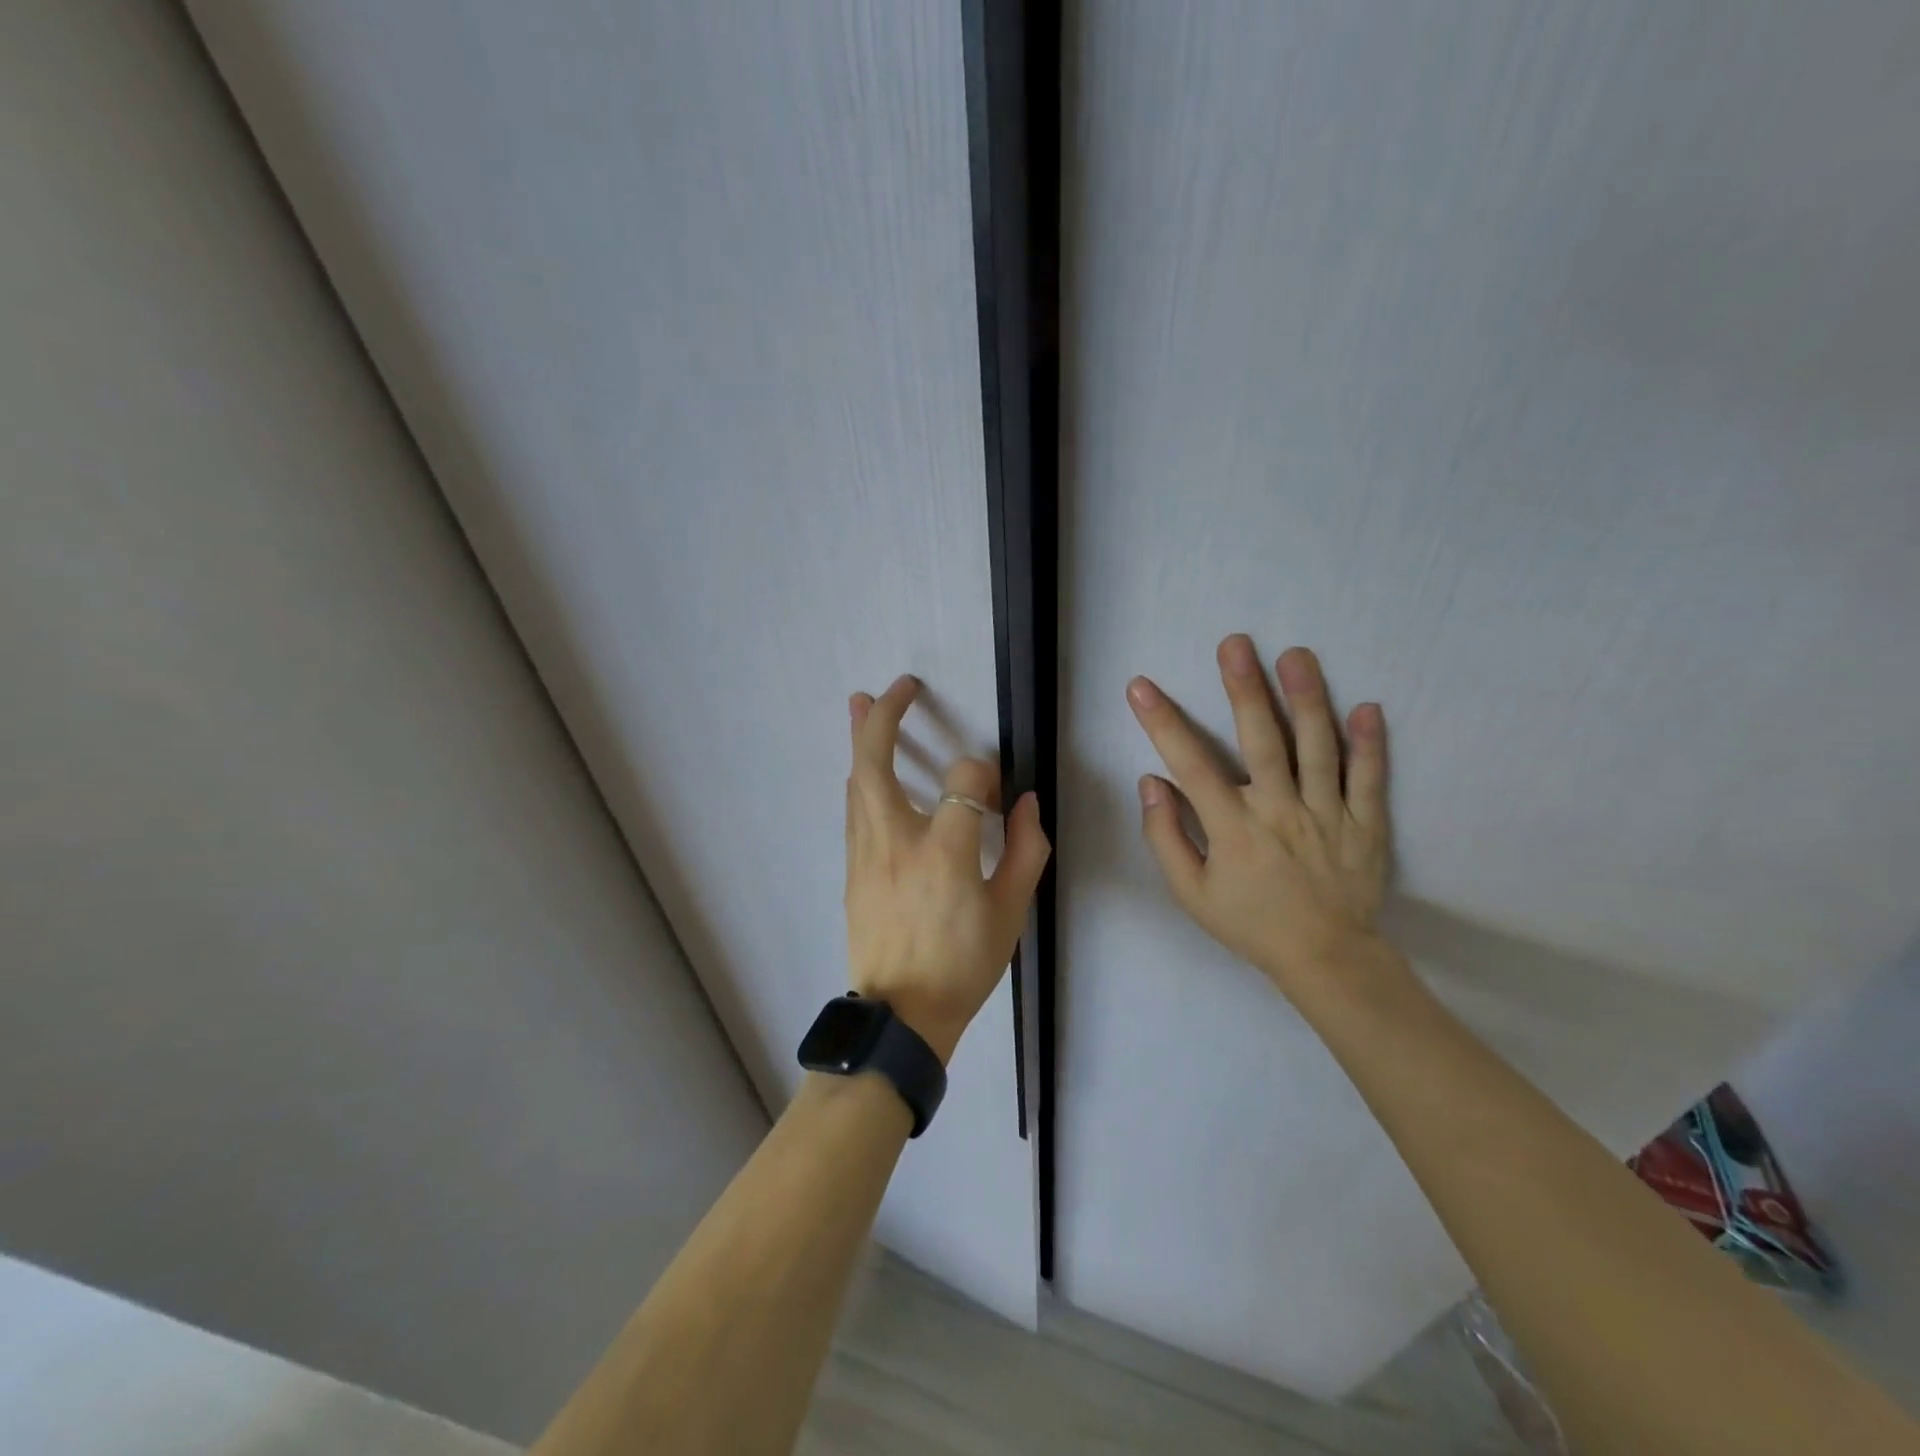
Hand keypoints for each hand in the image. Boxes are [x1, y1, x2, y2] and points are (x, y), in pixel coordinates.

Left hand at [843, 675, 1050, 1064]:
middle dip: (884, 718)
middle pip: (876, 762)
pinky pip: (854, 810)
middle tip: (897, 687)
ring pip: (856, 782)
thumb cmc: (962, 965)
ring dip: (860, 739)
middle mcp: (896, 841)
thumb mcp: (1011, 913)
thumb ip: (1024, 850)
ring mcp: (866, 853)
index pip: (964, 781)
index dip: (983, 775)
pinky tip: (863, 768)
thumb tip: (1024, 804)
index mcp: (944, 851)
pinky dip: (860, 779)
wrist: (900, 1016)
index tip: (994, 794)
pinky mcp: (851, 869)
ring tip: (859, 702)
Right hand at [1127, 637, 1390, 989]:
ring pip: (1318, 748)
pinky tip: (1367, 707)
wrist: (1325, 959)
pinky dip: (1370, 744)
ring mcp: (1328, 815)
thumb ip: (1166, 837)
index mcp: (1233, 828)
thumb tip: (1150, 783)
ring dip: (1307, 699)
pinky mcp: (1366, 824)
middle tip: (1236, 644)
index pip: (1191, 766)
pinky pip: (1369, 779)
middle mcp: (1279, 811)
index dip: (1162, 723)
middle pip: (1262, 741)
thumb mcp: (1191, 893)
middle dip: (1245, 689)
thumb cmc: (1250, 922)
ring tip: (1297, 655)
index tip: (1141, 687)